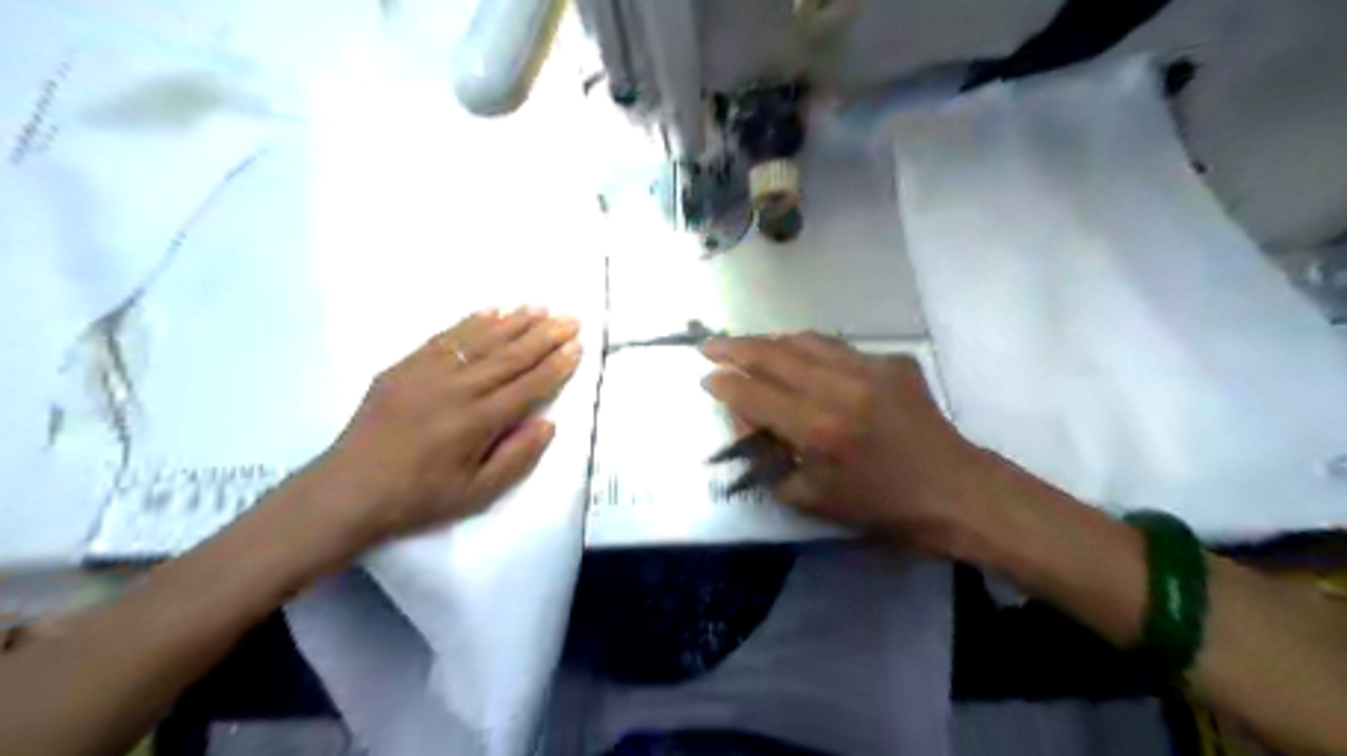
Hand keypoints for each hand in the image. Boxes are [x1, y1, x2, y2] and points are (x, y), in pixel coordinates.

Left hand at [310, 307, 584, 548]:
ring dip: (514, 321)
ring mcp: (428, 373)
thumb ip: (517, 458)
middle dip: (544, 336)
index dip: (556, 365)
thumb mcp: (477, 493)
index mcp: (478, 422)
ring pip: (480, 340)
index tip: (577, 346)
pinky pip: (445, 337)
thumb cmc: (420, 497)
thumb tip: (549, 423)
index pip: (529, 386)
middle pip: (510, 356)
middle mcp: (457, 389)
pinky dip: (471, 322)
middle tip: (570, 318)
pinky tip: (491, 310)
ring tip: (539, 307)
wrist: (348, 491)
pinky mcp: (404, 367)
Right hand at [706, 334, 987, 554]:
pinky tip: (803, 361)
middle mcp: (842, 388)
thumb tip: (748, 424)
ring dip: (771, 342)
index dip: (725, 384)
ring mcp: (872, 368)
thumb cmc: (883, 507)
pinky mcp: (895, 362)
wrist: (956, 492)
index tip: (706, 378)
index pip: (756, 395)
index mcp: (820, 429)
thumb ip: (770, 462)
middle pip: (775, 355)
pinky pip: (839, 348)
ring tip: (749, 346)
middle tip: (710, 346)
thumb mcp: (814, 498)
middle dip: (736, 348)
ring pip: (806, 340)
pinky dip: (811, 351)